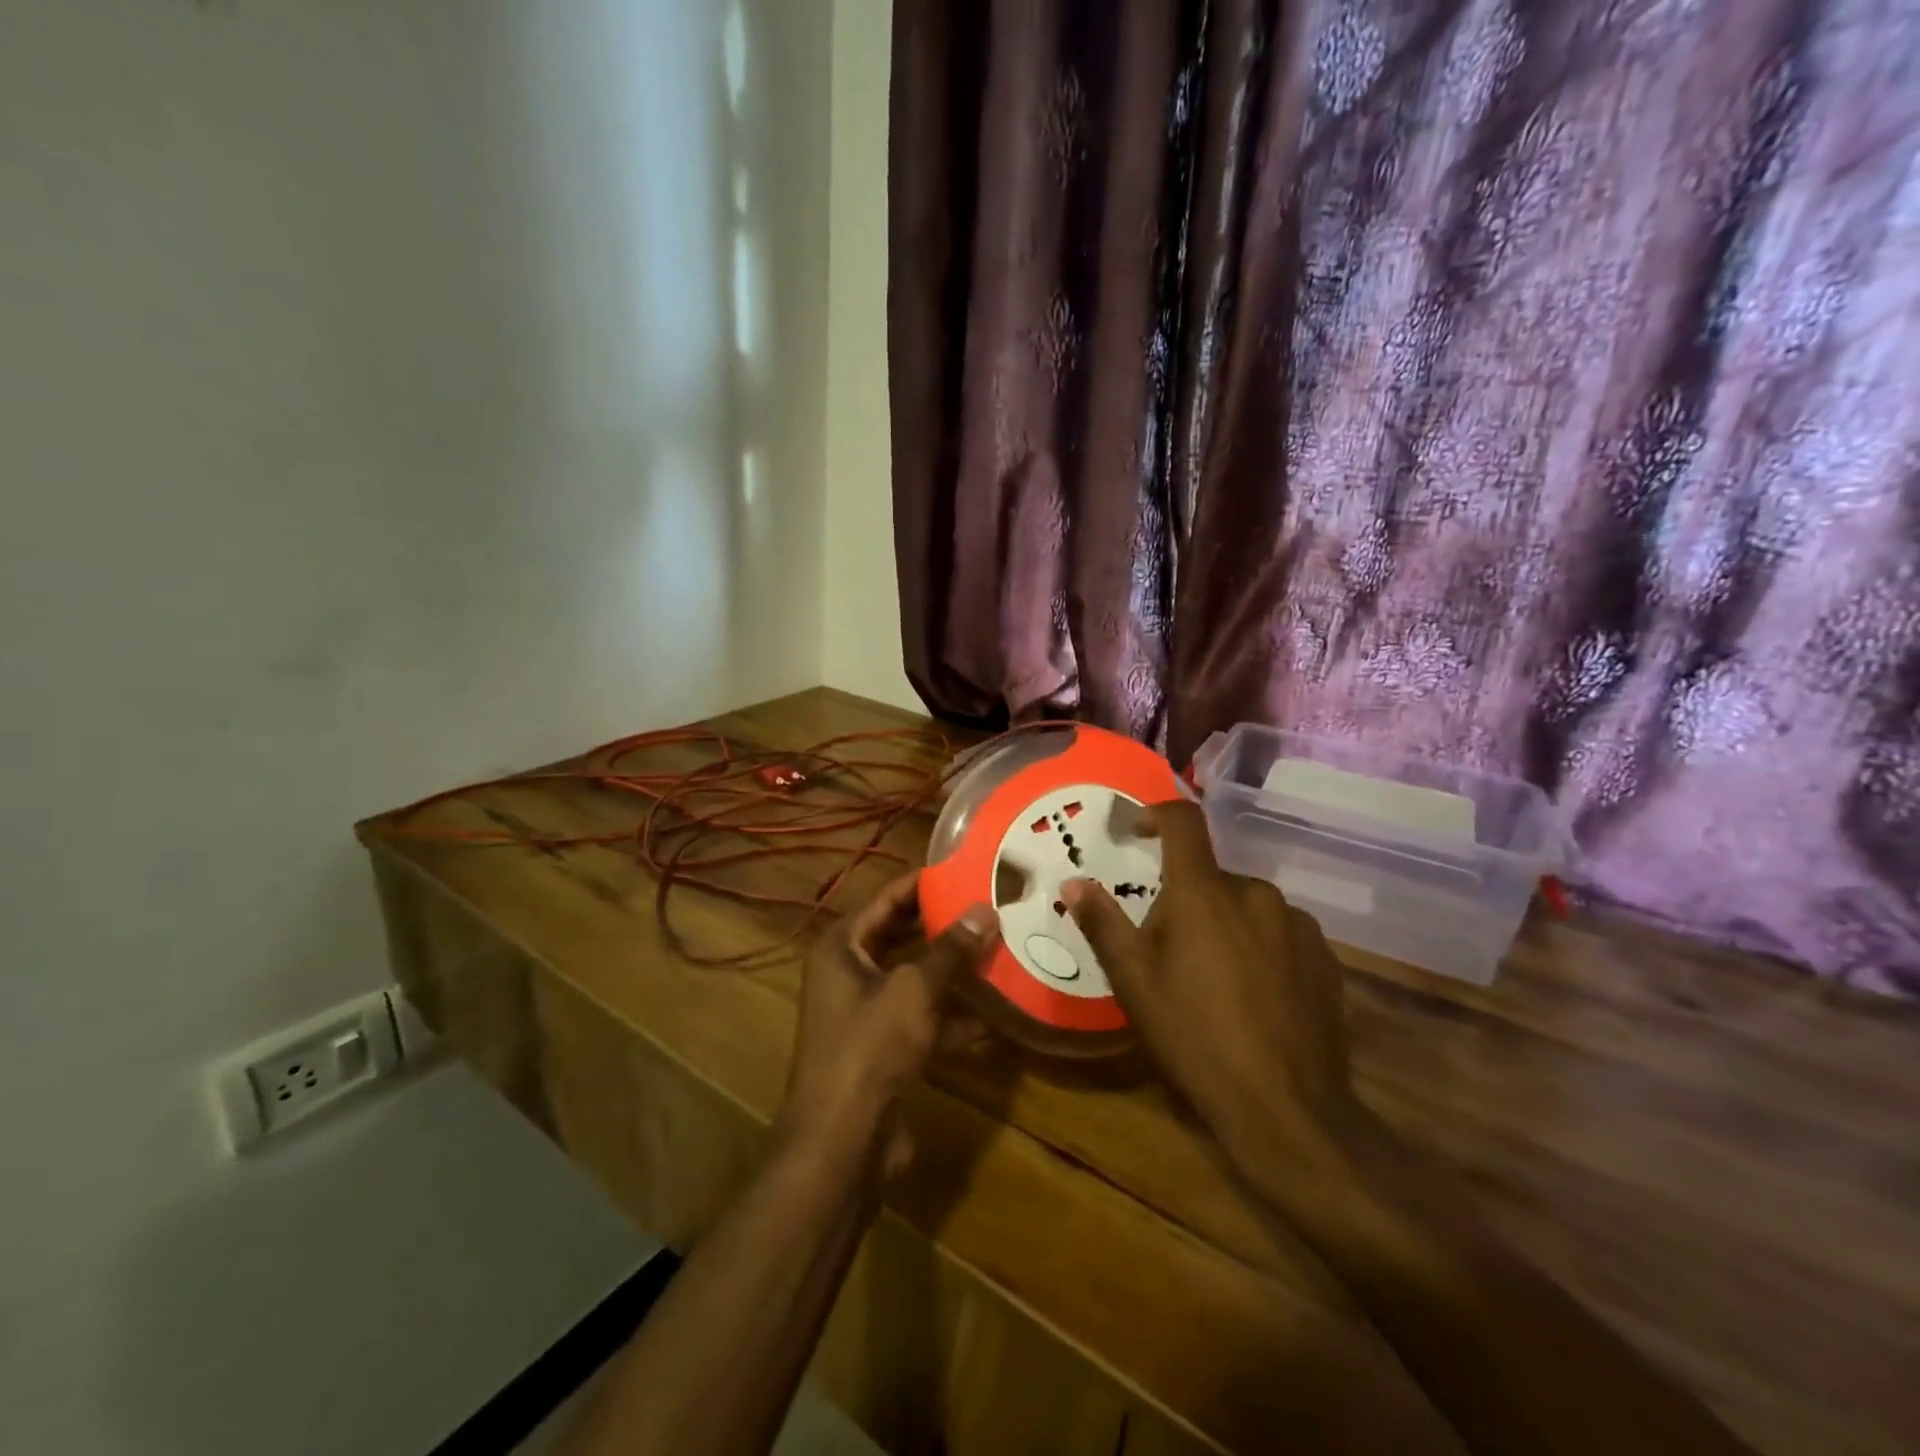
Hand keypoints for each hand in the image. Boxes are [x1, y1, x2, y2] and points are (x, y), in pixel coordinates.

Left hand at [778, 874, 996, 1176]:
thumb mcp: (914, 991)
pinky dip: (951, 1016)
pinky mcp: (883, 1048)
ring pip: (914, 979)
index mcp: (841, 947)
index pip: (887, 899)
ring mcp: (865, 1013)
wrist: (842, 1142)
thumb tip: (986, 910)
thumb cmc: (870, 1048)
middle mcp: (849, 973)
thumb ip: (951, 950)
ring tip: (999, 952)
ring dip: (952, 971)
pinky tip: (993, 1016)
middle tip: (989, 908)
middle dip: (944, 926)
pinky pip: (922, 1019)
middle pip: (901, 936)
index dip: (924, 883)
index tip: (967, 870)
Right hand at [1062, 801, 1359, 1170]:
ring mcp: (1297, 924)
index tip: (1136, 831)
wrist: (1287, 1107)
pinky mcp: (1325, 957)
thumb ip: (1103, 924)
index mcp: (1204, 892)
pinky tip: (1254, 995)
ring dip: (1224, 924)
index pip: (1183, 822)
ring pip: (1246, 906)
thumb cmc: (1195, 1037)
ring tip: (1212, 978)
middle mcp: (1255, 893)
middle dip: (1185, 899)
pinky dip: (1259, 946)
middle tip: (1167, 948)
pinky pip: (1280, 932)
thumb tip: (1073, 882)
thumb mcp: (1134, 983)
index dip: (1156, 814)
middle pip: (1210, 876)